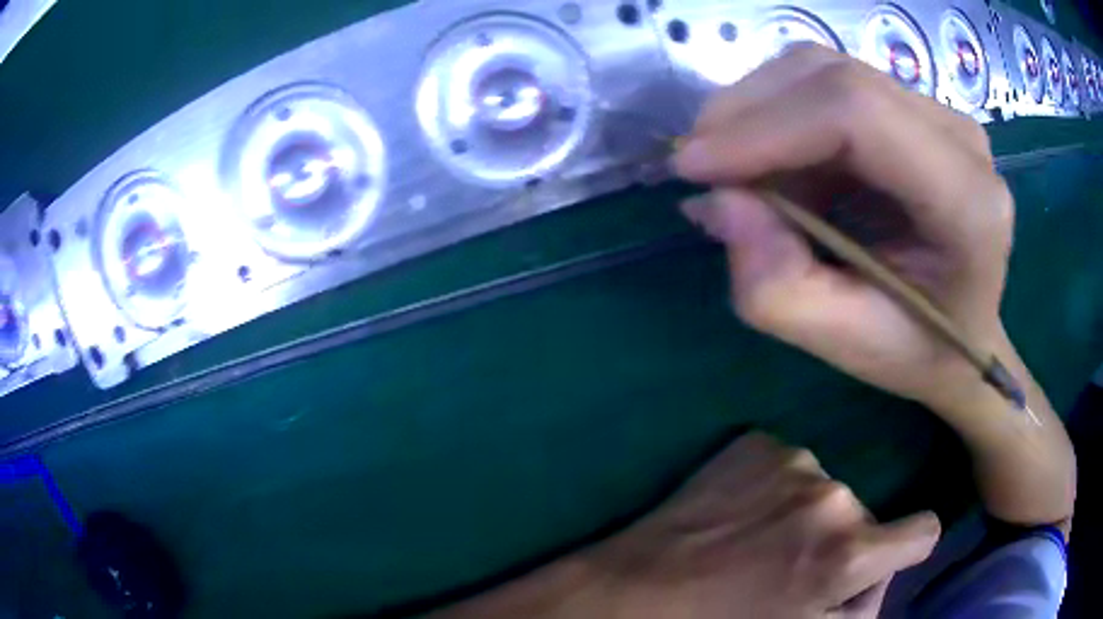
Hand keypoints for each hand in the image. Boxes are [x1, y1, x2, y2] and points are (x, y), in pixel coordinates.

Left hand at [595, 433, 939, 618]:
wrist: (638, 590)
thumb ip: (862, 608)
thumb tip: (884, 572)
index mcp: (848, 551)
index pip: (924, 530)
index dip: (907, 548)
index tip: (883, 558)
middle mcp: (832, 496)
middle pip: (866, 515)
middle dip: (843, 541)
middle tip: (790, 569)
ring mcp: (793, 461)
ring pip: (827, 491)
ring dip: (806, 516)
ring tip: (757, 544)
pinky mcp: (755, 443)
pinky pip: (789, 467)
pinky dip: (775, 490)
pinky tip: (739, 515)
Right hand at [672, 45, 1074, 534]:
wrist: (966, 334)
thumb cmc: (919, 350)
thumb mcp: (846, 344)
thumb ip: (777, 289)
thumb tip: (718, 203)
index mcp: (967, 202)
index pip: (856, 113)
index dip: (764, 126)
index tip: (694, 168)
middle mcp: (960, 137)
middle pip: (832, 76)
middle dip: (747, 112)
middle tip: (703, 170)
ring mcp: (939, 113)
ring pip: (823, 70)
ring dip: (760, 114)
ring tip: (743, 177)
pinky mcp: (914, 107)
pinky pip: (829, 85)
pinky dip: (783, 119)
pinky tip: (780, 169)